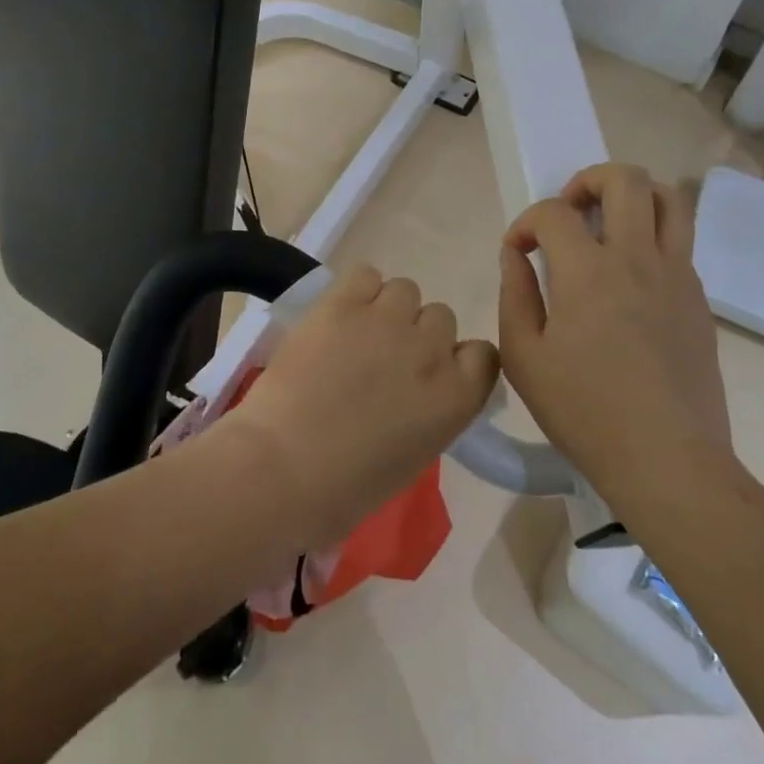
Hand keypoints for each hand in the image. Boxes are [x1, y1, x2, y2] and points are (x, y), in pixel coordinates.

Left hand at [218, 264, 498, 545]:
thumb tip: (415, 389)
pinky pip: (365, 274)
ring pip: (406, 290)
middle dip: (417, 334)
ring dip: (387, 308)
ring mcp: (388, 321)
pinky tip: (338, 316)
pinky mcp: (343, 304)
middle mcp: (431, 351)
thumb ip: (429, 411)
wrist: (281, 470)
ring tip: (356, 333)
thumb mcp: (412, 457)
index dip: (456, 358)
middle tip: (383, 357)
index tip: (432, 371)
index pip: (483, 354)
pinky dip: (356, 291)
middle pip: (441, 317)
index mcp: (456, 398)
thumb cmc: (344, 489)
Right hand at [498, 164, 730, 508]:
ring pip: (669, 198)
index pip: (554, 212)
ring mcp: (677, 276)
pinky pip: (680, 241)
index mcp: (589, 272)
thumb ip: (514, 295)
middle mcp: (638, 258)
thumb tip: (516, 255)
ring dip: (633, 196)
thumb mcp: (524, 358)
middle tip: (570, 213)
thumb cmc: (585, 413)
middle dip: (588, 180)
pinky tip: (630, 277)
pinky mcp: (699, 299)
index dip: (527, 223)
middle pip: (626, 179)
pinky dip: (652, 236)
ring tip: (608, 224)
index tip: (518, 251)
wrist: (669, 461)